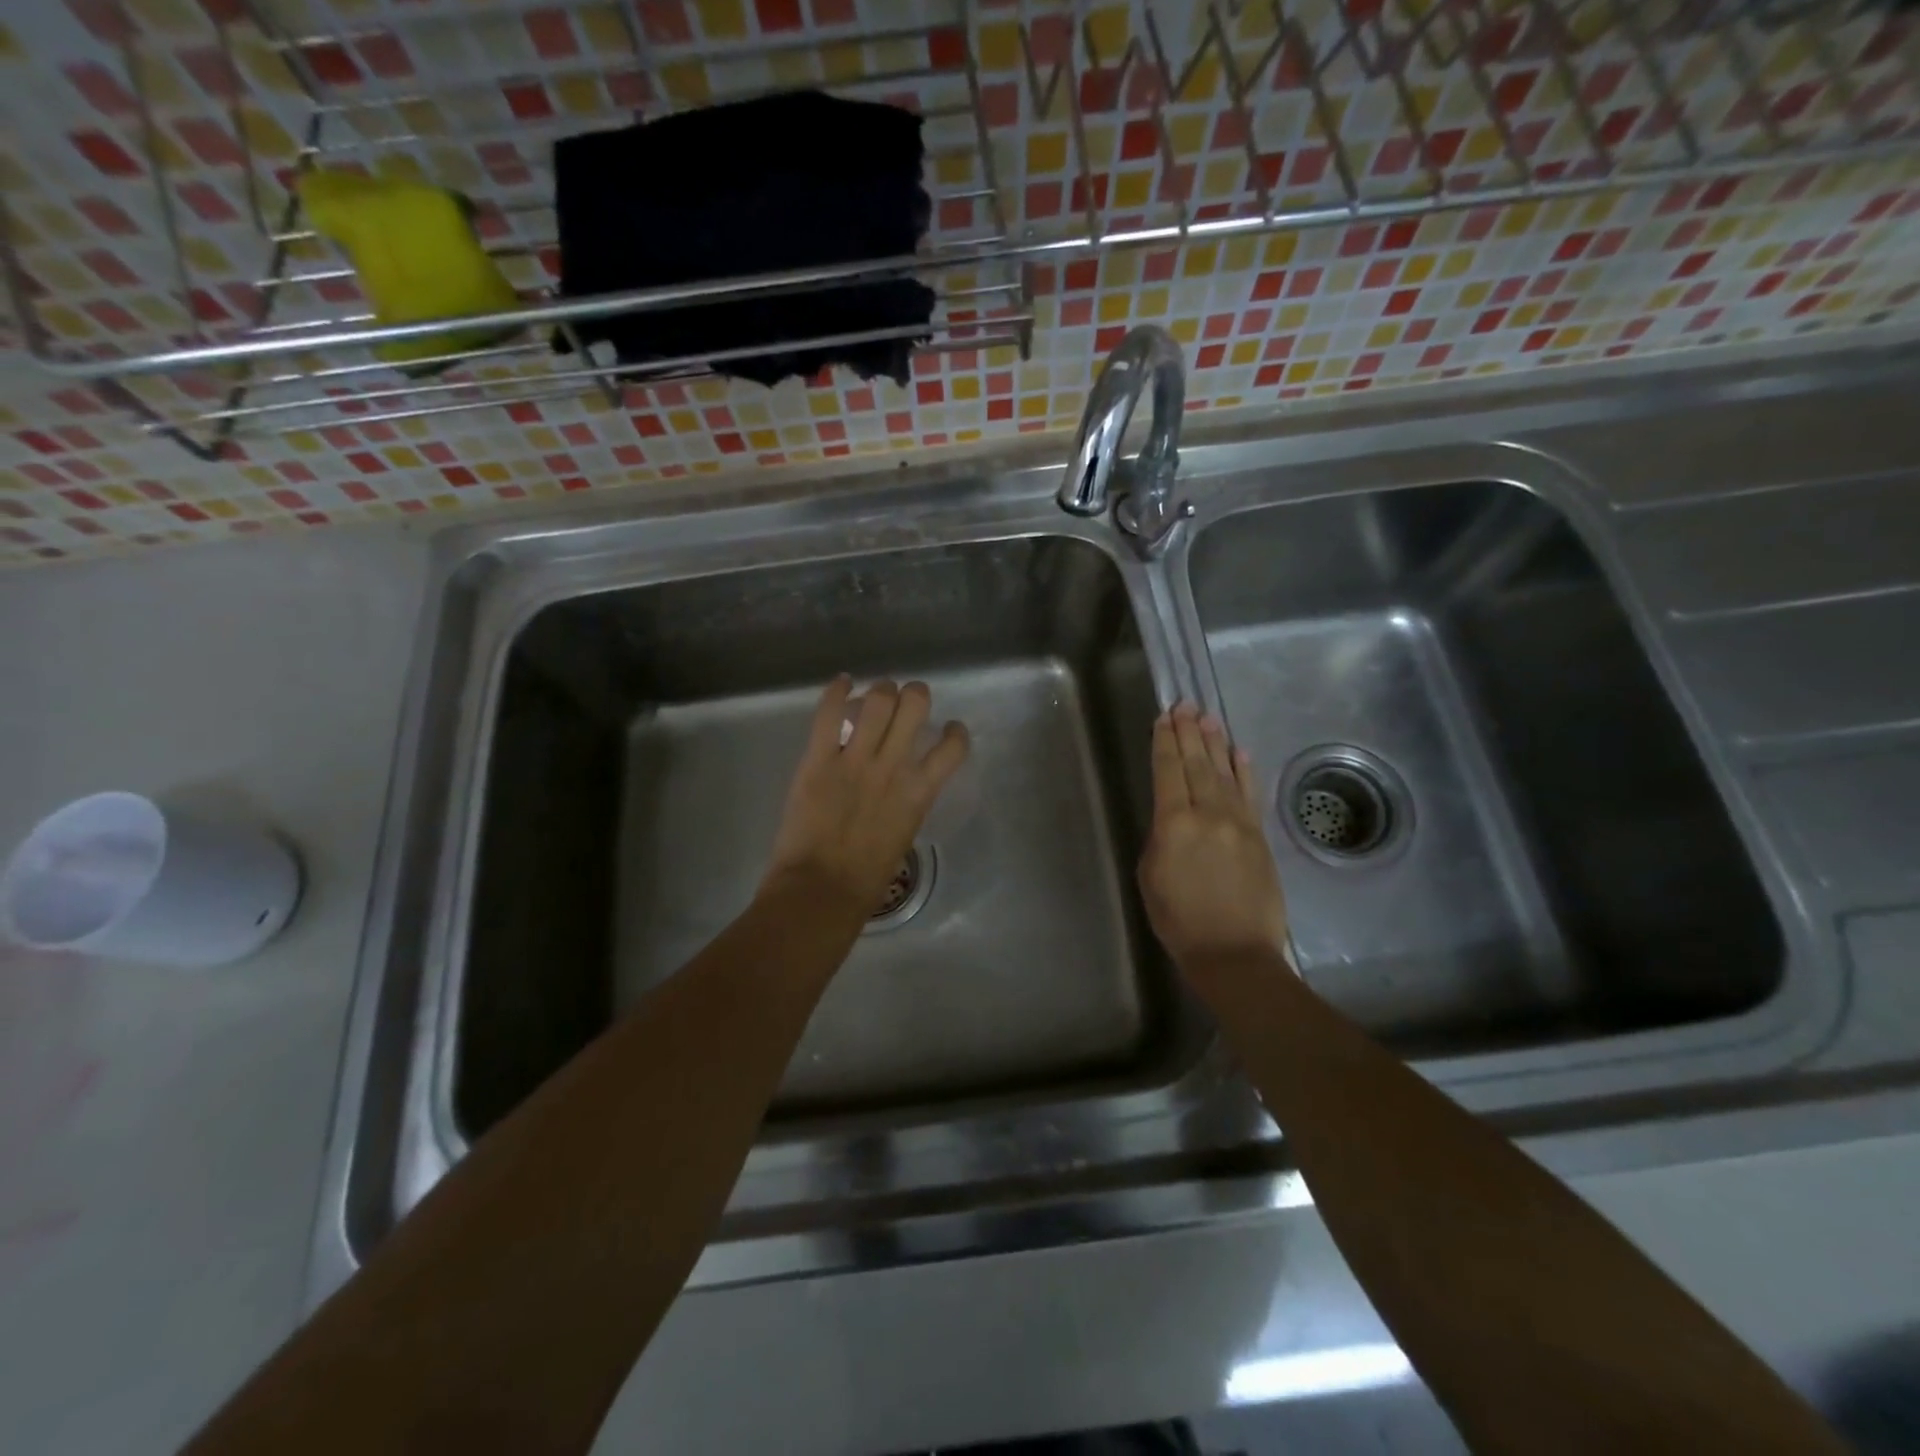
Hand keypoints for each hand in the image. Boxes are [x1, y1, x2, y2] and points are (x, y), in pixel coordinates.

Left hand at [763, 675, 970, 916]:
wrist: (822, 890)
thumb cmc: (866, 879)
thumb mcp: (903, 835)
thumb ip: (906, 804)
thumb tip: (899, 789)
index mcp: (919, 792)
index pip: (952, 747)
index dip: (954, 732)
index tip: (947, 730)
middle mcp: (893, 766)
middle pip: (914, 703)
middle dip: (914, 695)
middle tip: (906, 702)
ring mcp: (856, 759)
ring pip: (878, 699)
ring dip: (880, 690)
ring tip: (875, 695)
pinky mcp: (819, 759)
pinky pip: (829, 714)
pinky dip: (837, 691)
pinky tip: (842, 682)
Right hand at [1138, 702, 1288, 970]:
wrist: (1234, 952)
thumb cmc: (1179, 920)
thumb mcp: (1151, 877)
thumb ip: (1160, 838)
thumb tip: (1173, 818)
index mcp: (1174, 824)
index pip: (1168, 772)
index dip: (1164, 742)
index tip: (1163, 718)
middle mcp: (1208, 814)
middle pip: (1197, 764)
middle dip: (1189, 732)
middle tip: (1185, 705)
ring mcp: (1238, 822)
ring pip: (1224, 772)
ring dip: (1215, 742)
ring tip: (1208, 717)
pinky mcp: (1260, 835)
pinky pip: (1250, 794)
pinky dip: (1244, 770)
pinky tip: (1239, 751)